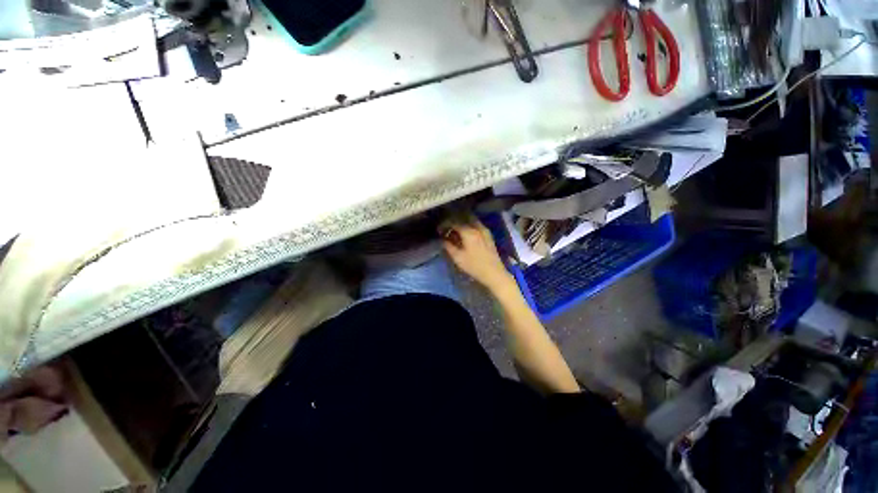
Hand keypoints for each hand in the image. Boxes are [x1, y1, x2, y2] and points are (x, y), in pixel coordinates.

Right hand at [441, 219, 514, 291]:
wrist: (494, 273)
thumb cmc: (474, 266)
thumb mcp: (458, 258)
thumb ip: (449, 247)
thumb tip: (443, 240)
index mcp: (469, 232)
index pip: (454, 223)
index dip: (445, 225)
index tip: (440, 229)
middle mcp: (477, 228)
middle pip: (464, 219)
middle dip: (455, 222)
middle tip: (449, 228)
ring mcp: (485, 231)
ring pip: (473, 221)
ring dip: (464, 223)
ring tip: (457, 230)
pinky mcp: (489, 236)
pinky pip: (478, 226)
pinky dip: (471, 227)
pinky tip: (467, 234)